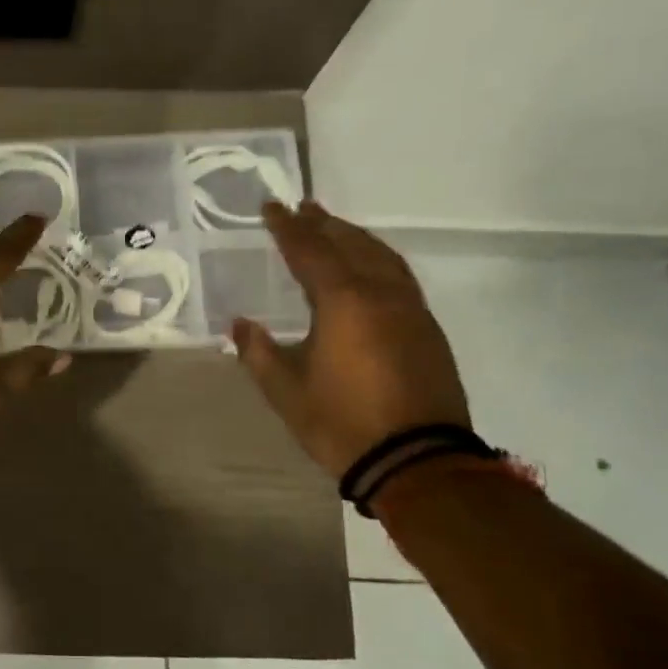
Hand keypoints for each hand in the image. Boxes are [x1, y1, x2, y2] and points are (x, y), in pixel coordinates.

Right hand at [231, 200, 469, 477]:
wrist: (418, 461)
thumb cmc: (342, 423)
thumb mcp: (285, 391)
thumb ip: (259, 352)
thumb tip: (240, 325)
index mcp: (343, 301)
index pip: (310, 250)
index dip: (287, 227)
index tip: (271, 207)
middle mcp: (381, 294)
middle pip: (350, 244)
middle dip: (323, 224)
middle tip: (303, 207)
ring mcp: (411, 309)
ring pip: (381, 257)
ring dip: (355, 237)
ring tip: (334, 228)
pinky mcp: (427, 329)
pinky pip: (398, 276)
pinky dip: (377, 259)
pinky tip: (369, 268)